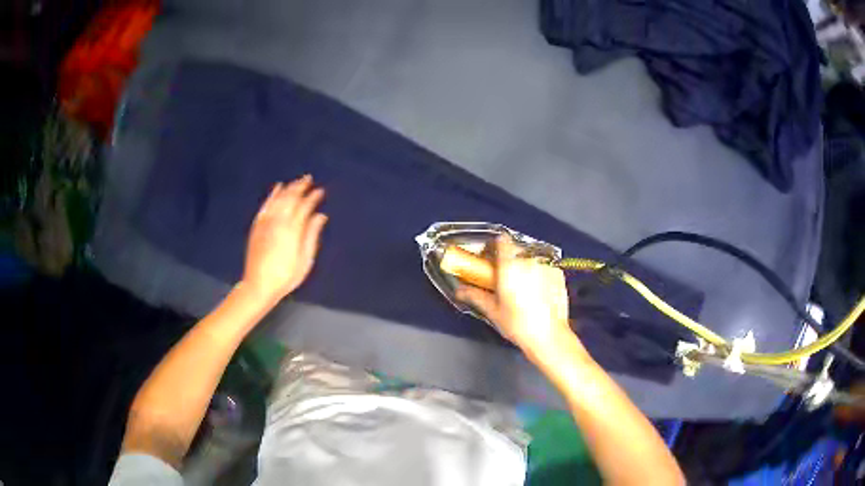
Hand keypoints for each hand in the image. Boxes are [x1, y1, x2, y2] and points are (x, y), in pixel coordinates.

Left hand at [242, 175, 327, 305]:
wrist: (259, 285)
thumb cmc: (286, 276)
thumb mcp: (305, 260)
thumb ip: (312, 235)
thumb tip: (320, 216)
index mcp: (293, 229)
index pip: (304, 206)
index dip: (313, 197)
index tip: (321, 191)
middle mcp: (278, 221)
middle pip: (291, 198)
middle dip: (301, 187)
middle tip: (309, 178)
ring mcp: (266, 222)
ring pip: (279, 198)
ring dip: (288, 188)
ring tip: (297, 181)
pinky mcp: (257, 225)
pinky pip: (266, 204)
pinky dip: (272, 194)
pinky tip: (278, 188)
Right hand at [456, 235, 577, 360]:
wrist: (549, 336)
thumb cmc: (519, 325)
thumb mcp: (493, 311)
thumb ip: (475, 295)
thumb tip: (461, 291)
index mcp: (510, 266)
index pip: (502, 240)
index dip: (495, 245)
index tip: (491, 256)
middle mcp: (529, 261)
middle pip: (516, 250)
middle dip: (509, 260)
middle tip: (504, 278)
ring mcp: (546, 266)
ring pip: (531, 258)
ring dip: (525, 267)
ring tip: (523, 288)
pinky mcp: (558, 274)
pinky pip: (545, 267)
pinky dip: (540, 274)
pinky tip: (537, 291)